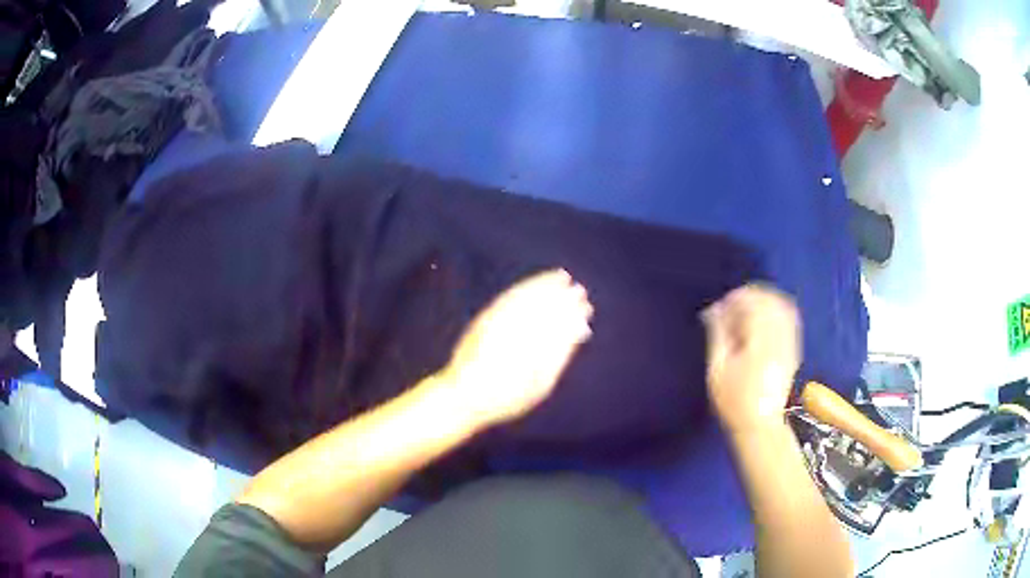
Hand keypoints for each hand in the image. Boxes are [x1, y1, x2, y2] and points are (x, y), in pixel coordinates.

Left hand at [440, 269, 593, 427]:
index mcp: (531, 351)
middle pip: (543, 308)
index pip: (558, 325)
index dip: (573, 314)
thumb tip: (577, 331)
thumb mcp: (540, 384)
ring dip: (545, 285)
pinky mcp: (485, 318)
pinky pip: (509, 297)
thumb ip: (559, 356)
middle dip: (563, 297)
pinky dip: (525, 287)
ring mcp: (497, 323)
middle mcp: (514, 333)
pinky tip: (536, 283)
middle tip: (580, 291)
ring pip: (526, 297)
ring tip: (562, 276)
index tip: (586, 309)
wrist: (465, 395)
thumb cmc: (508, 396)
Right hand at [702, 284, 800, 435]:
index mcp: (761, 340)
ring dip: (764, 301)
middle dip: (750, 296)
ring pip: (782, 306)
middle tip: (732, 306)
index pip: (753, 303)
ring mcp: (790, 342)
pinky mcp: (794, 349)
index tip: (720, 306)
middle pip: (770, 299)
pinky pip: (790, 318)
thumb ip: (718, 334)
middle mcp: (780, 336)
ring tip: (747, 310)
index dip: (735, 298)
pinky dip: (777, 310)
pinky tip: (763, 319)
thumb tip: (714, 309)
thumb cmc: (734, 400)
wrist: (760, 424)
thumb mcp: (718, 370)